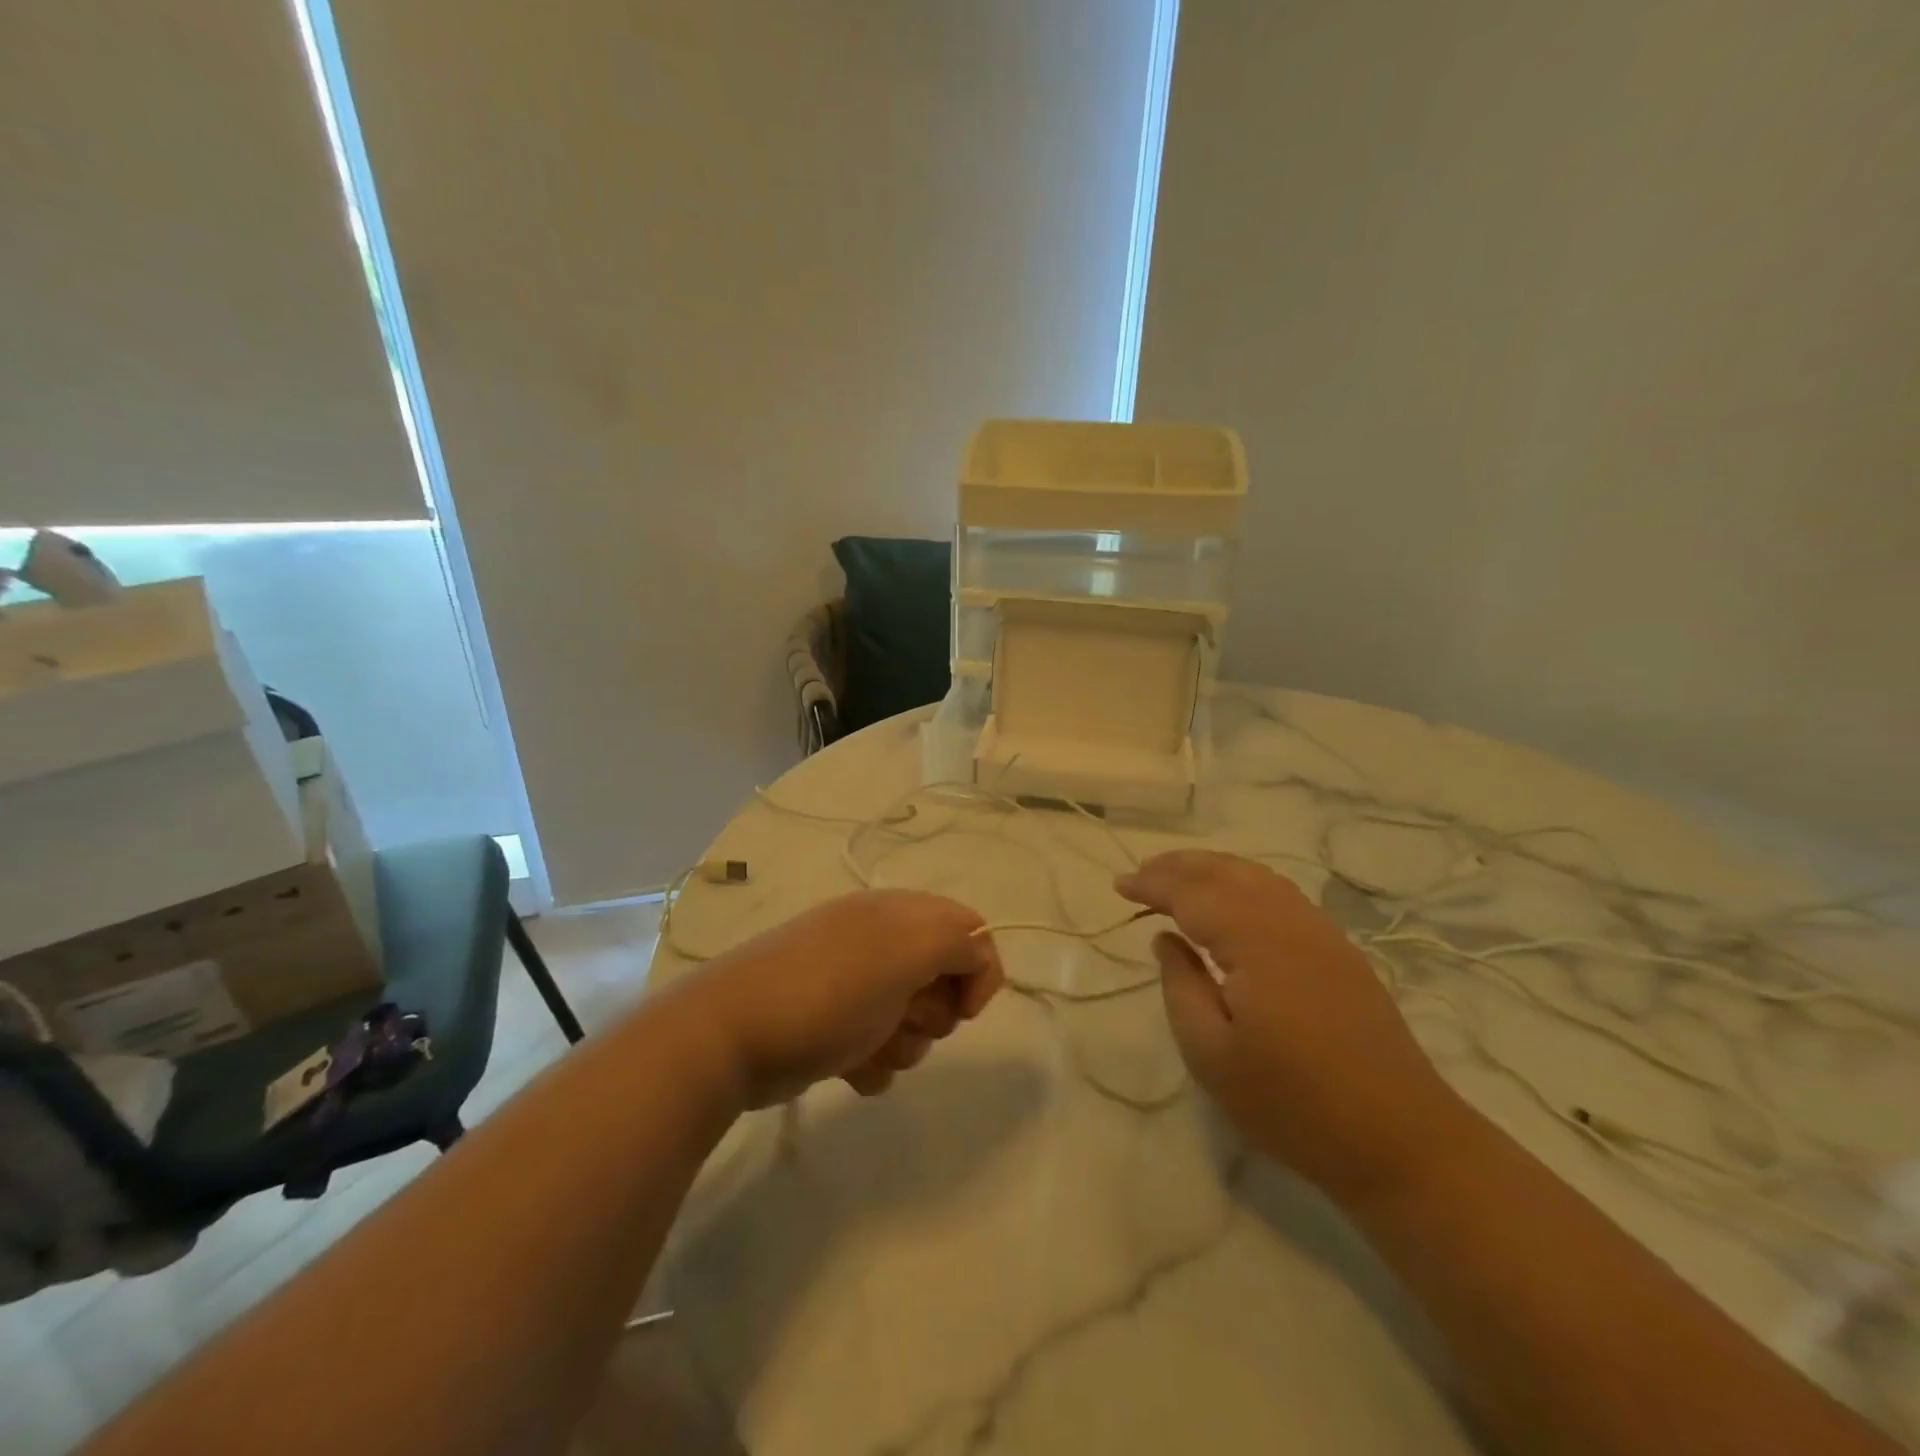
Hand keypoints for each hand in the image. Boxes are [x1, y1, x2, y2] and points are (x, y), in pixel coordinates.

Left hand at [688, 890, 1003, 1107]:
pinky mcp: (832, 1026)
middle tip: (903, 1019)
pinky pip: (878, 1047)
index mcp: (896, 913)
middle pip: (943, 979)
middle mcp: (877, 942)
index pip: (967, 928)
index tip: (964, 1011)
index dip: (978, 970)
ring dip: (902, 1043)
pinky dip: (873, 1062)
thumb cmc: (829, 991)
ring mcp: (852, 985)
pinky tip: (849, 1069)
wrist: (731, 1037)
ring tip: (868, 1048)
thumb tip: (976, 959)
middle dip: (934, 1013)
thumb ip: (959, 942)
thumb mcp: (906, 952)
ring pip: (912, 1020)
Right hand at [1117, 851, 1461, 1202]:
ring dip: (1212, 869)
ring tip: (1177, 877)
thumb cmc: (1293, 1105)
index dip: (1152, 885)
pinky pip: (1282, 895)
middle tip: (1140, 874)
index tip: (1118, 886)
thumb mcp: (1212, 1056)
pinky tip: (1233, 902)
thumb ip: (1181, 986)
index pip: (1192, 894)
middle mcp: (1290, 922)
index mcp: (1256, 942)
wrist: (1401, 1141)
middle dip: (1179, 866)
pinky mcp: (1340, 951)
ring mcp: (1322, 933)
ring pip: (1258, 877)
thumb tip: (1165, 938)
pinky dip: (1245, 883)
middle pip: (1227, 872)